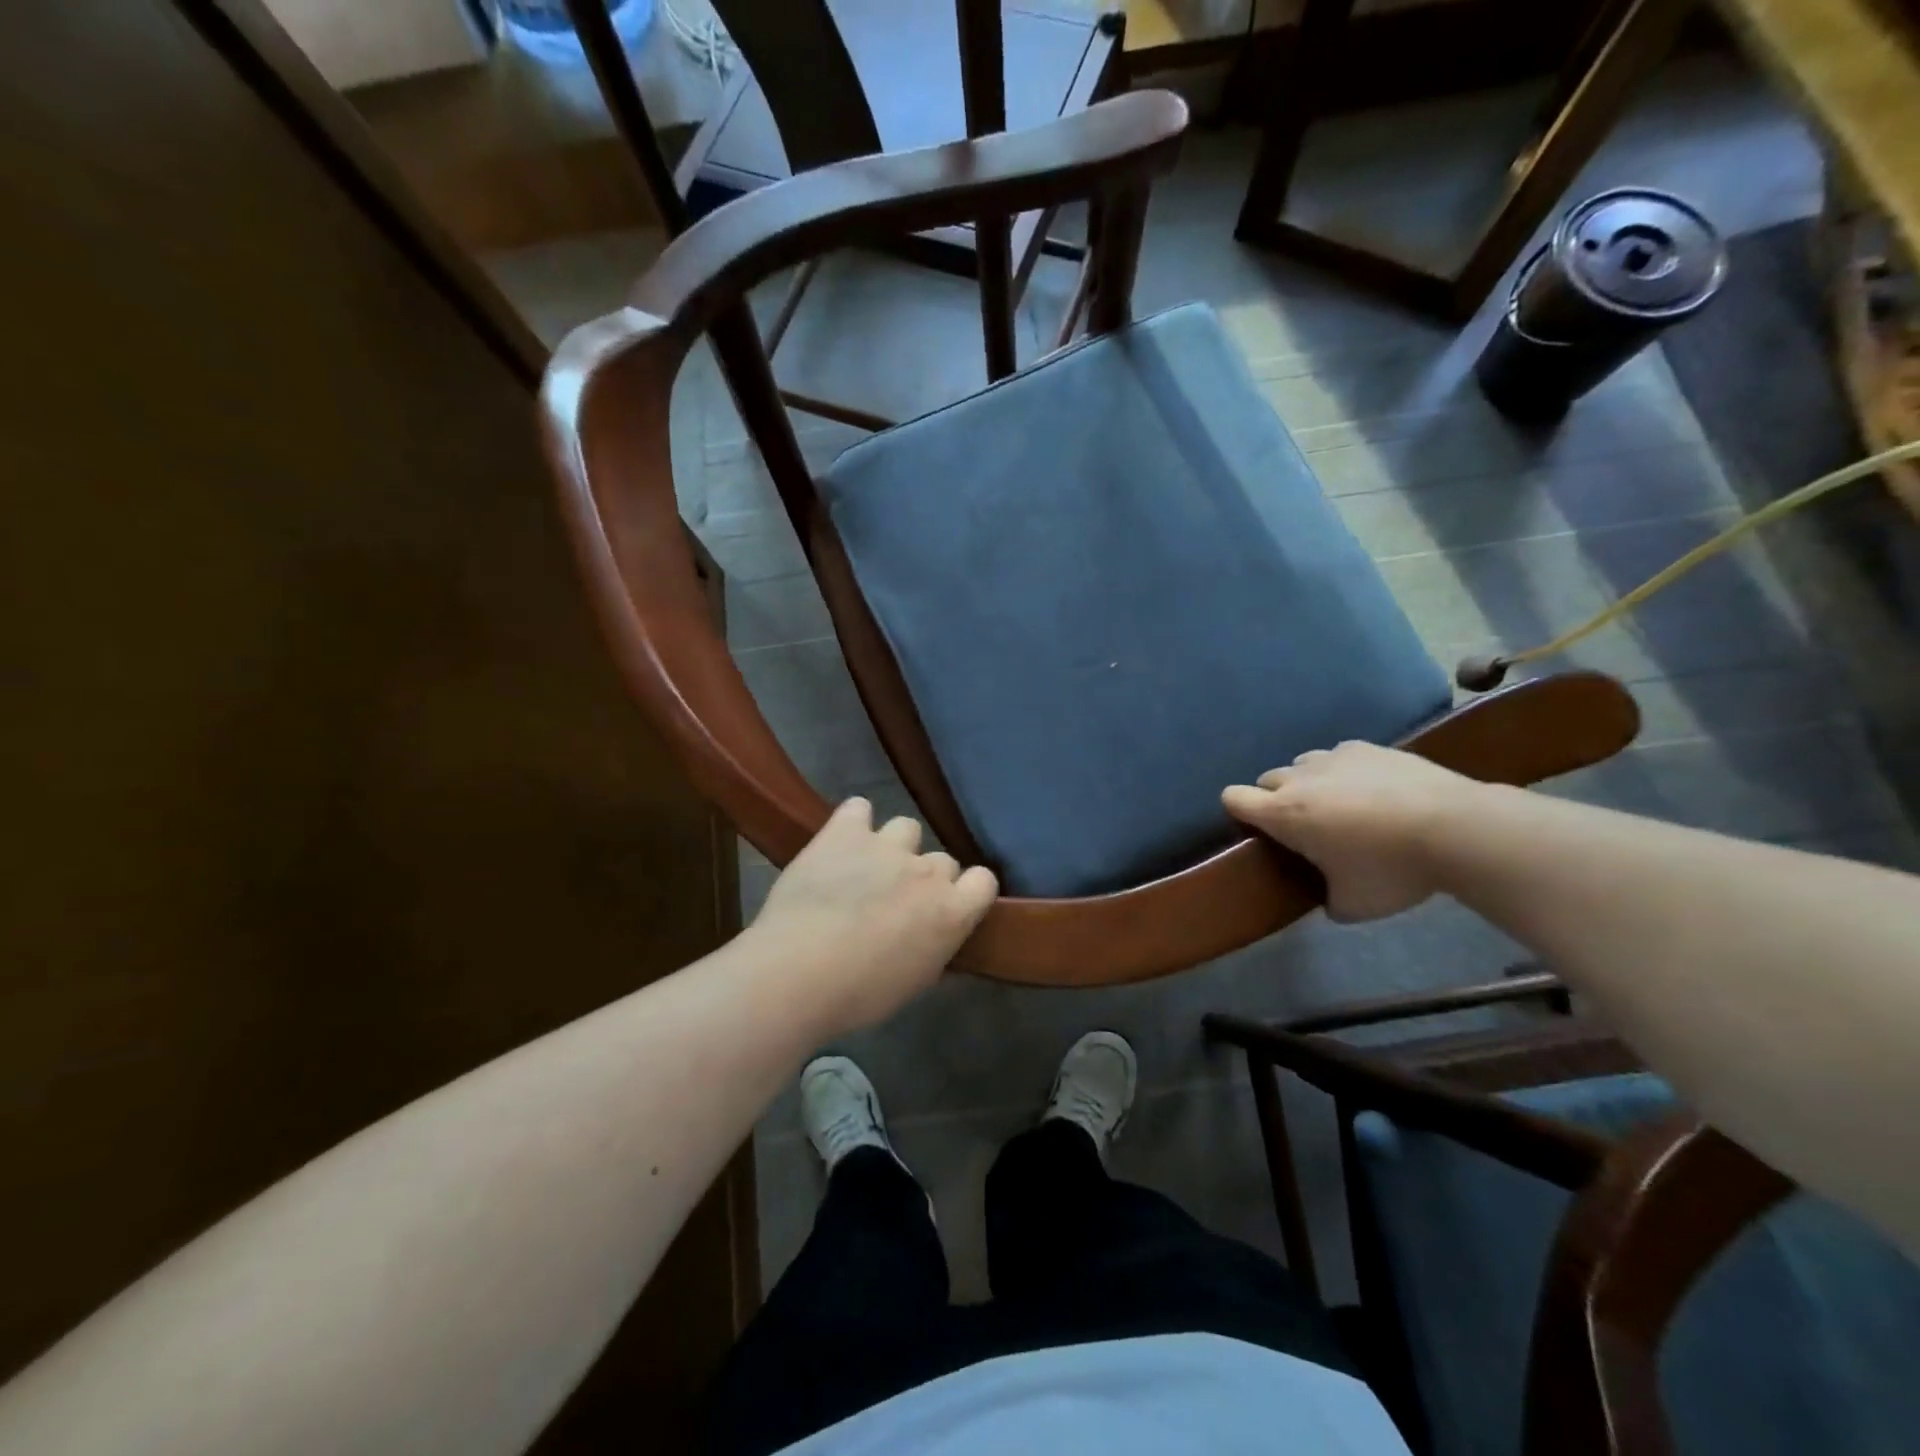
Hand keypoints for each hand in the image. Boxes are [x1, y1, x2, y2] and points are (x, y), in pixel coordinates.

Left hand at [748, 798, 999, 1034]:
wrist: (798, 972)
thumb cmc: (859, 994)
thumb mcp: (912, 983)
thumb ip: (933, 951)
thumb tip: (936, 942)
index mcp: (952, 912)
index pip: (984, 881)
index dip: (967, 892)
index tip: (947, 907)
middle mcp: (927, 871)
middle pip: (942, 860)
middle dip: (924, 878)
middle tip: (895, 901)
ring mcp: (887, 846)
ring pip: (906, 828)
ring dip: (892, 846)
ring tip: (866, 868)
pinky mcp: (845, 832)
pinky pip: (858, 808)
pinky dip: (853, 823)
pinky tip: (840, 842)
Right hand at [1221, 742, 1478, 921]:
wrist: (1456, 827)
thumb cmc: (1392, 869)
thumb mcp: (1354, 905)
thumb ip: (1329, 900)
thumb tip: (1330, 899)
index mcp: (1284, 814)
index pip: (1233, 798)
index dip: (1238, 811)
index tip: (1257, 829)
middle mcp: (1300, 778)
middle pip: (1267, 779)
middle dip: (1277, 799)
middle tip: (1306, 826)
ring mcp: (1334, 757)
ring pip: (1303, 764)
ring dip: (1310, 782)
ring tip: (1341, 806)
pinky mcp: (1369, 747)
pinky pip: (1340, 756)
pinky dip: (1346, 771)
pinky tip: (1374, 791)